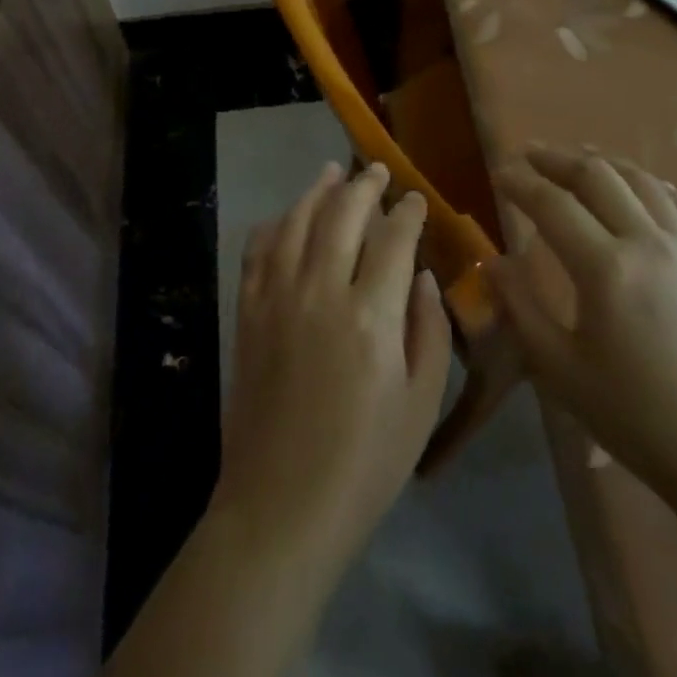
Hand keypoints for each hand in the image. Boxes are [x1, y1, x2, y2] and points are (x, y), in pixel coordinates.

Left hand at [214, 162, 452, 568]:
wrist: (281, 505)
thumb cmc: (365, 463)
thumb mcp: (420, 404)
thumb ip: (428, 330)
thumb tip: (421, 275)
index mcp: (371, 316)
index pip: (393, 240)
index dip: (408, 213)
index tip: (416, 198)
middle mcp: (321, 291)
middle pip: (342, 215)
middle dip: (364, 186)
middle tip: (377, 170)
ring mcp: (277, 298)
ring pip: (297, 222)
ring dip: (316, 191)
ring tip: (331, 172)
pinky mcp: (248, 313)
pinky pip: (258, 251)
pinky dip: (274, 225)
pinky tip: (286, 217)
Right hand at [487, 146, 676, 508]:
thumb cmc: (638, 418)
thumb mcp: (561, 370)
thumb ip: (521, 308)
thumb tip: (491, 262)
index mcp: (606, 269)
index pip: (552, 204)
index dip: (520, 182)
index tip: (498, 173)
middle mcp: (649, 243)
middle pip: (597, 176)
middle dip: (556, 158)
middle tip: (528, 154)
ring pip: (641, 180)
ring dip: (602, 162)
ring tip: (576, 159)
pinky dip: (649, 184)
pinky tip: (638, 187)